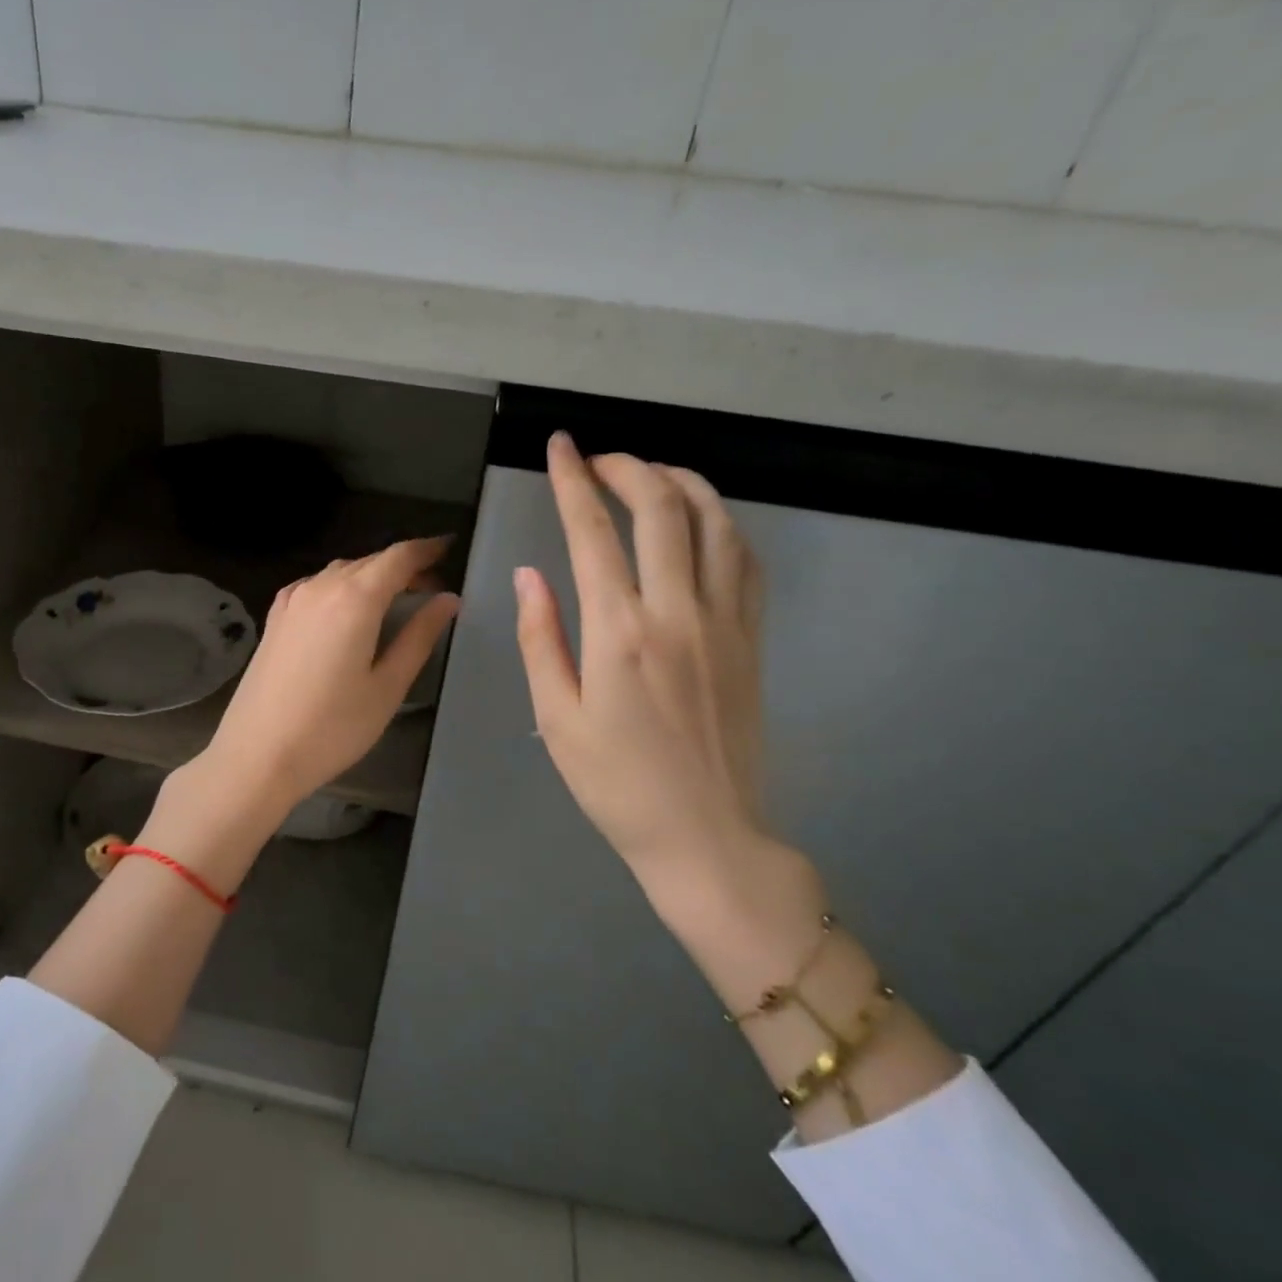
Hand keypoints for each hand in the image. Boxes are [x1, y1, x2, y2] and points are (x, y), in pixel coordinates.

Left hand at [196, 537, 459, 820]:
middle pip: (370, 561)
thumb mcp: (387, 686)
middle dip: (403, 567)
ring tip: (394, 600)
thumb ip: (419, 637)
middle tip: (431, 588)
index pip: (398, 557)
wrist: (257, 755)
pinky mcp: (275, 618)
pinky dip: (340, 587)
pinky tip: (346, 610)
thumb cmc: (332, 728)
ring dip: (371, 576)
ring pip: (341, 572)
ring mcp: (292, 600)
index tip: (448, 549)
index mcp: (355, 599)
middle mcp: (321, 587)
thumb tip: (447, 600)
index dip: (426, 550)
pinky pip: (315, 586)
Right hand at [514, 433, 770, 908]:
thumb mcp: (557, 717)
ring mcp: (724, 621)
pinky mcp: (752, 637)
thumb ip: (541, 638)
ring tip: (648, 475)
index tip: (559, 445)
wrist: (706, 835)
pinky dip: (720, 522)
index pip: (592, 531)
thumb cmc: (615, 785)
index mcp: (619, 632)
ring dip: (680, 482)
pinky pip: (744, 559)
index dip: (572, 480)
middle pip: (660, 507)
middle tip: (597, 458)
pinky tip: (698, 521)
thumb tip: (529, 574)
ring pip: (713, 521)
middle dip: (626, 467)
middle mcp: (676, 611)